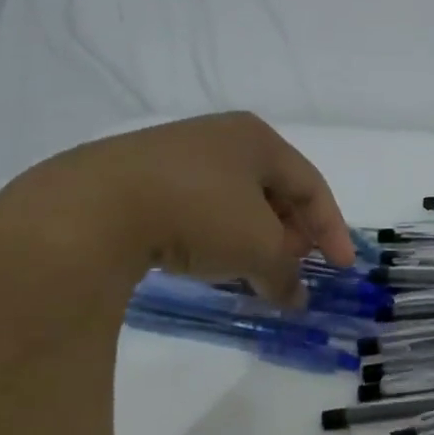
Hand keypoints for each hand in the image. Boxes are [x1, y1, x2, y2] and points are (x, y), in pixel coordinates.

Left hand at [12, 112, 353, 308]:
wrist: (91, 209)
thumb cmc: (198, 213)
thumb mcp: (257, 248)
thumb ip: (286, 273)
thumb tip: (295, 297)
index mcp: (257, 139)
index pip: (310, 185)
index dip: (331, 228)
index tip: (342, 268)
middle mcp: (220, 137)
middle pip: (272, 190)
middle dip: (290, 233)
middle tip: (293, 268)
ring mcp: (174, 154)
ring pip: (232, 201)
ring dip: (252, 238)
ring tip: (252, 271)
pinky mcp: (136, 177)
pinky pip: (195, 207)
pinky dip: (214, 236)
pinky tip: (206, 262)